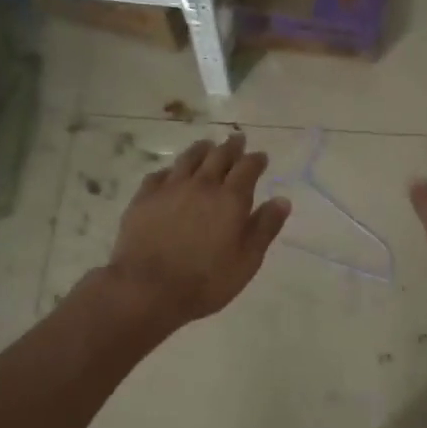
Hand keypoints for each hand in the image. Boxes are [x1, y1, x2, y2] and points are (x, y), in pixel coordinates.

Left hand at [105, 132, 290, 325]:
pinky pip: (159, 175)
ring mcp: (170, 188)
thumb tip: (282, 199)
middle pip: (218, 156)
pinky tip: (171, 173)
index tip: (261, 157)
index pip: (247, 168)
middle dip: (231, 146)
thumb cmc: (205, 281)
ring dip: (201, 149)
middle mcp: (202, 185)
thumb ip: (265, 228)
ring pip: (188, 159)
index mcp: (230, 199)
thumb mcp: (247, 261)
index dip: (256, 160)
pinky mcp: (144, 197)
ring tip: (207, 146)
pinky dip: (171, 170)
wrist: (147, 289)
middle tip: (237, 139)